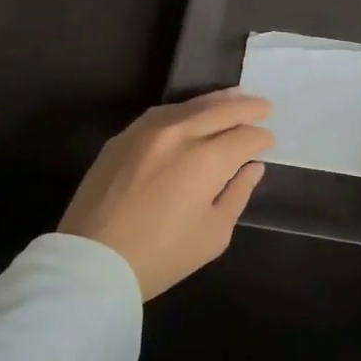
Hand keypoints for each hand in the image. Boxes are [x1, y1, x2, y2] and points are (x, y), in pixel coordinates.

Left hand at [58, 90, 273, 299]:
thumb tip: (252, 168)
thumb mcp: (213, 234)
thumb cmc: (160, 256)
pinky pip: (163, 113)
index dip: (262, 139)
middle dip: (248, 108)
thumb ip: (237, 194)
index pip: (245, 138)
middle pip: (222, 110)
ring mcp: (147, 131)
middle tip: (265, 107)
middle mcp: (180, 134)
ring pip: (191, 105)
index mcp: (207, 159)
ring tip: (236, 98)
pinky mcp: (123, 137)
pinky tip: (193, 113)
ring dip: (218, 101)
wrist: (91, 262)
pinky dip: (185, 110)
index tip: (269, 142)